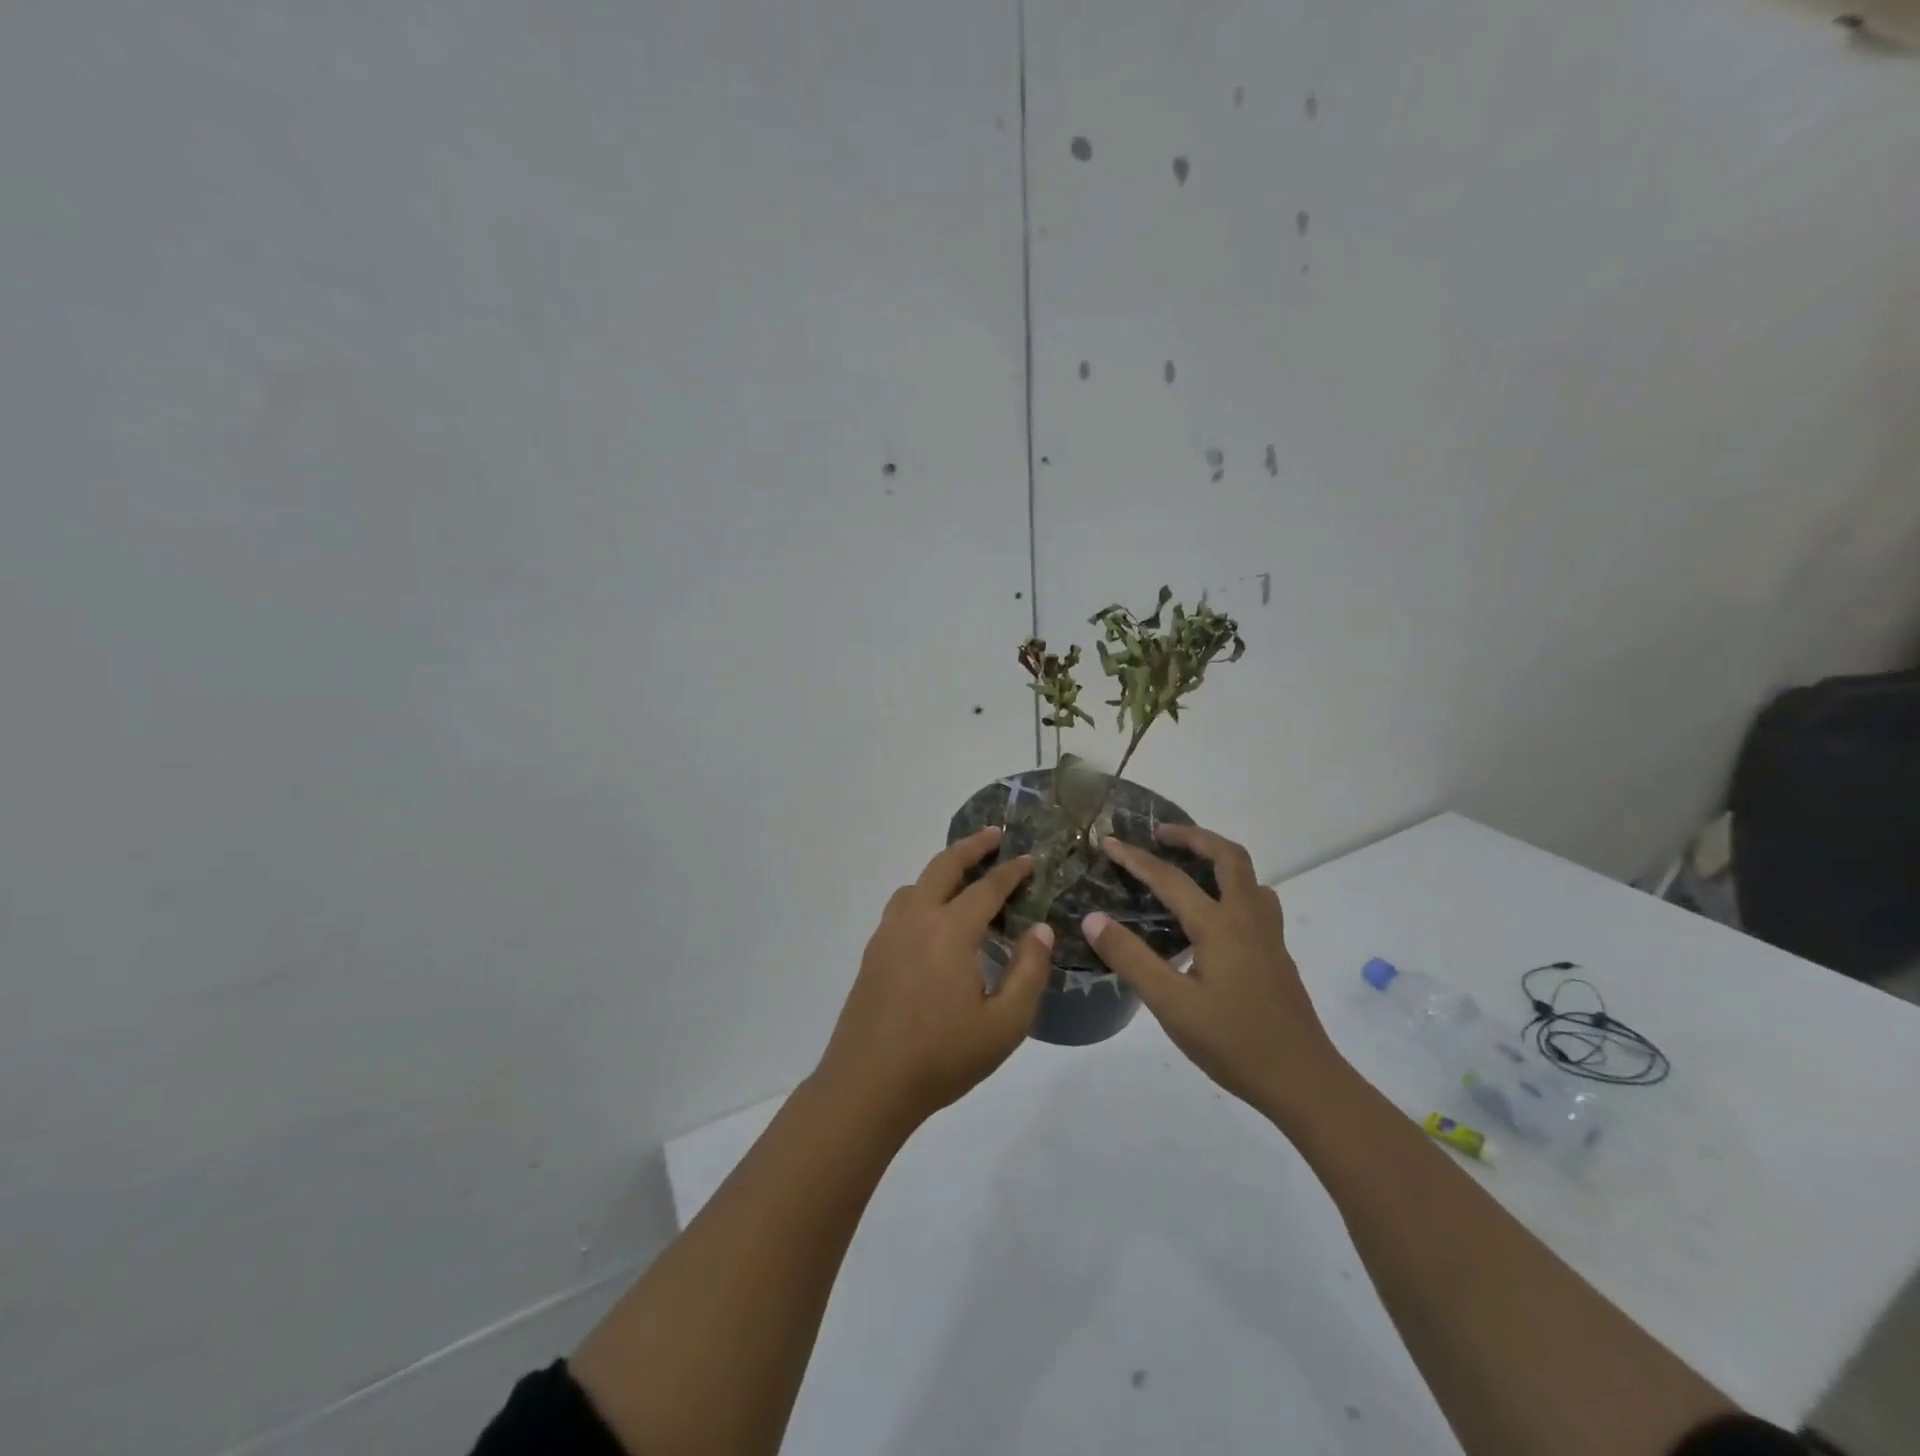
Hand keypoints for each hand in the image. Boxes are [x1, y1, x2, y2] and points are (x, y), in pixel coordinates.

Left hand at [815, 827, 1053, 1129]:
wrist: (868, 1084)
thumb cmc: (942, 1057)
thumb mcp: (1005, 1024)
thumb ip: (1029, 972)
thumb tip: (1041, 930)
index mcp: (950, 931)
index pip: (987, 888)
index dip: (1012, 871)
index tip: (1031, 859)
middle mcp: (916, 919)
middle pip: (944, 866)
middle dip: (972, 846)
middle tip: (995, 836)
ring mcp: (888, 934)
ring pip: (916, 883)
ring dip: (943, 869)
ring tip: (965, 875)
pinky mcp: (873, 952)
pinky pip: (901, 905)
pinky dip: (922, 893)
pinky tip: (933, 918)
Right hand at [1082, 824, 1343, 1121]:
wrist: (1304, 1081)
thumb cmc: (1233, 1043)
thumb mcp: (1171, 1005)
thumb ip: (1131, 958)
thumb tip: (1094, 918)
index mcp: (1220, 926)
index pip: (1171, 878)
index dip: (1136, 859)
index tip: (1109, 842)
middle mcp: (1248, 919)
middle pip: (1228, 856)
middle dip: (1193, 837)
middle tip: (1160, 835)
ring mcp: (1268, 935)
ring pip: (1249, 876)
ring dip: (1218, 858)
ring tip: (1189, 865)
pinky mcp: (1276, 954)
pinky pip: (1255, 899)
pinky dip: (1231, 885)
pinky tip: (1214, 914)